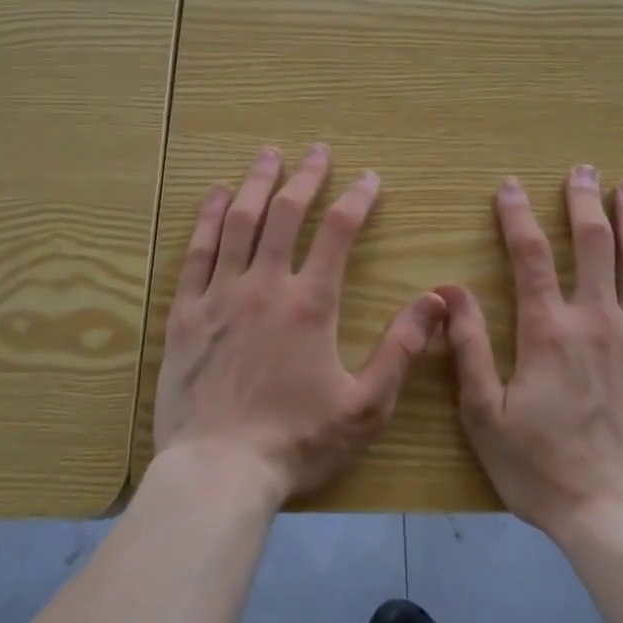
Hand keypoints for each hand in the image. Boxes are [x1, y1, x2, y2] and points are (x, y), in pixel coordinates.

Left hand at [154, 144, 445, 507]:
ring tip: (268, 155)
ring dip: (255, 183)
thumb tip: (437, 300)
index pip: (337, 232)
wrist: (218, 472)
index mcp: (309, 304)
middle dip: (305, 176)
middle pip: (285, 213)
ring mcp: (220, 295)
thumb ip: (401, 349)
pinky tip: (215, 195)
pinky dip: (207, 218)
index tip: (370, 178)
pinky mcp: (185, 313)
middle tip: (316, 150)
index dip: (356, 199)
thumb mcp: (365, 405)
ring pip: (238, 222)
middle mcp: (264, 285)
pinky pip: (197, 252)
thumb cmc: (296, 442)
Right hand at [439, 166, 622, 536]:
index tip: (510, 185)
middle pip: (593, 244)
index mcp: (549, 331)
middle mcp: (599, 320)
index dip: (517, 216)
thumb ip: (469, 349)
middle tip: (584, 169)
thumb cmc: (544, 470)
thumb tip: (449, 292)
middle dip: (585, 201)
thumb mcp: (486, 416)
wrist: (622, 517)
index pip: (530, 257)